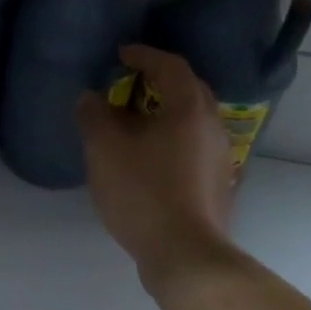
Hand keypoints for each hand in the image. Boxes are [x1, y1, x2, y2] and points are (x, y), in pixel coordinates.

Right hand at [76, 45, 235, 290]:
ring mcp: (220, 158)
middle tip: (129, 83)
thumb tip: (90, 98)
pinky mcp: (217, 185)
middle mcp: (213, 127)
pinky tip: (147, 157)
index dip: (144, 55)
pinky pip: (192, 146)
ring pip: (192, 121)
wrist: (184, 254)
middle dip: (159, 81)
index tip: (121, 54)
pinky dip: (170, 139)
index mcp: (189, 109)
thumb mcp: (104, 148)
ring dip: (164, 113)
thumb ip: (94, 115)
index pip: (171, 67)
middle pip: (188, 91)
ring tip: (133, 121)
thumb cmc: (144, 191)